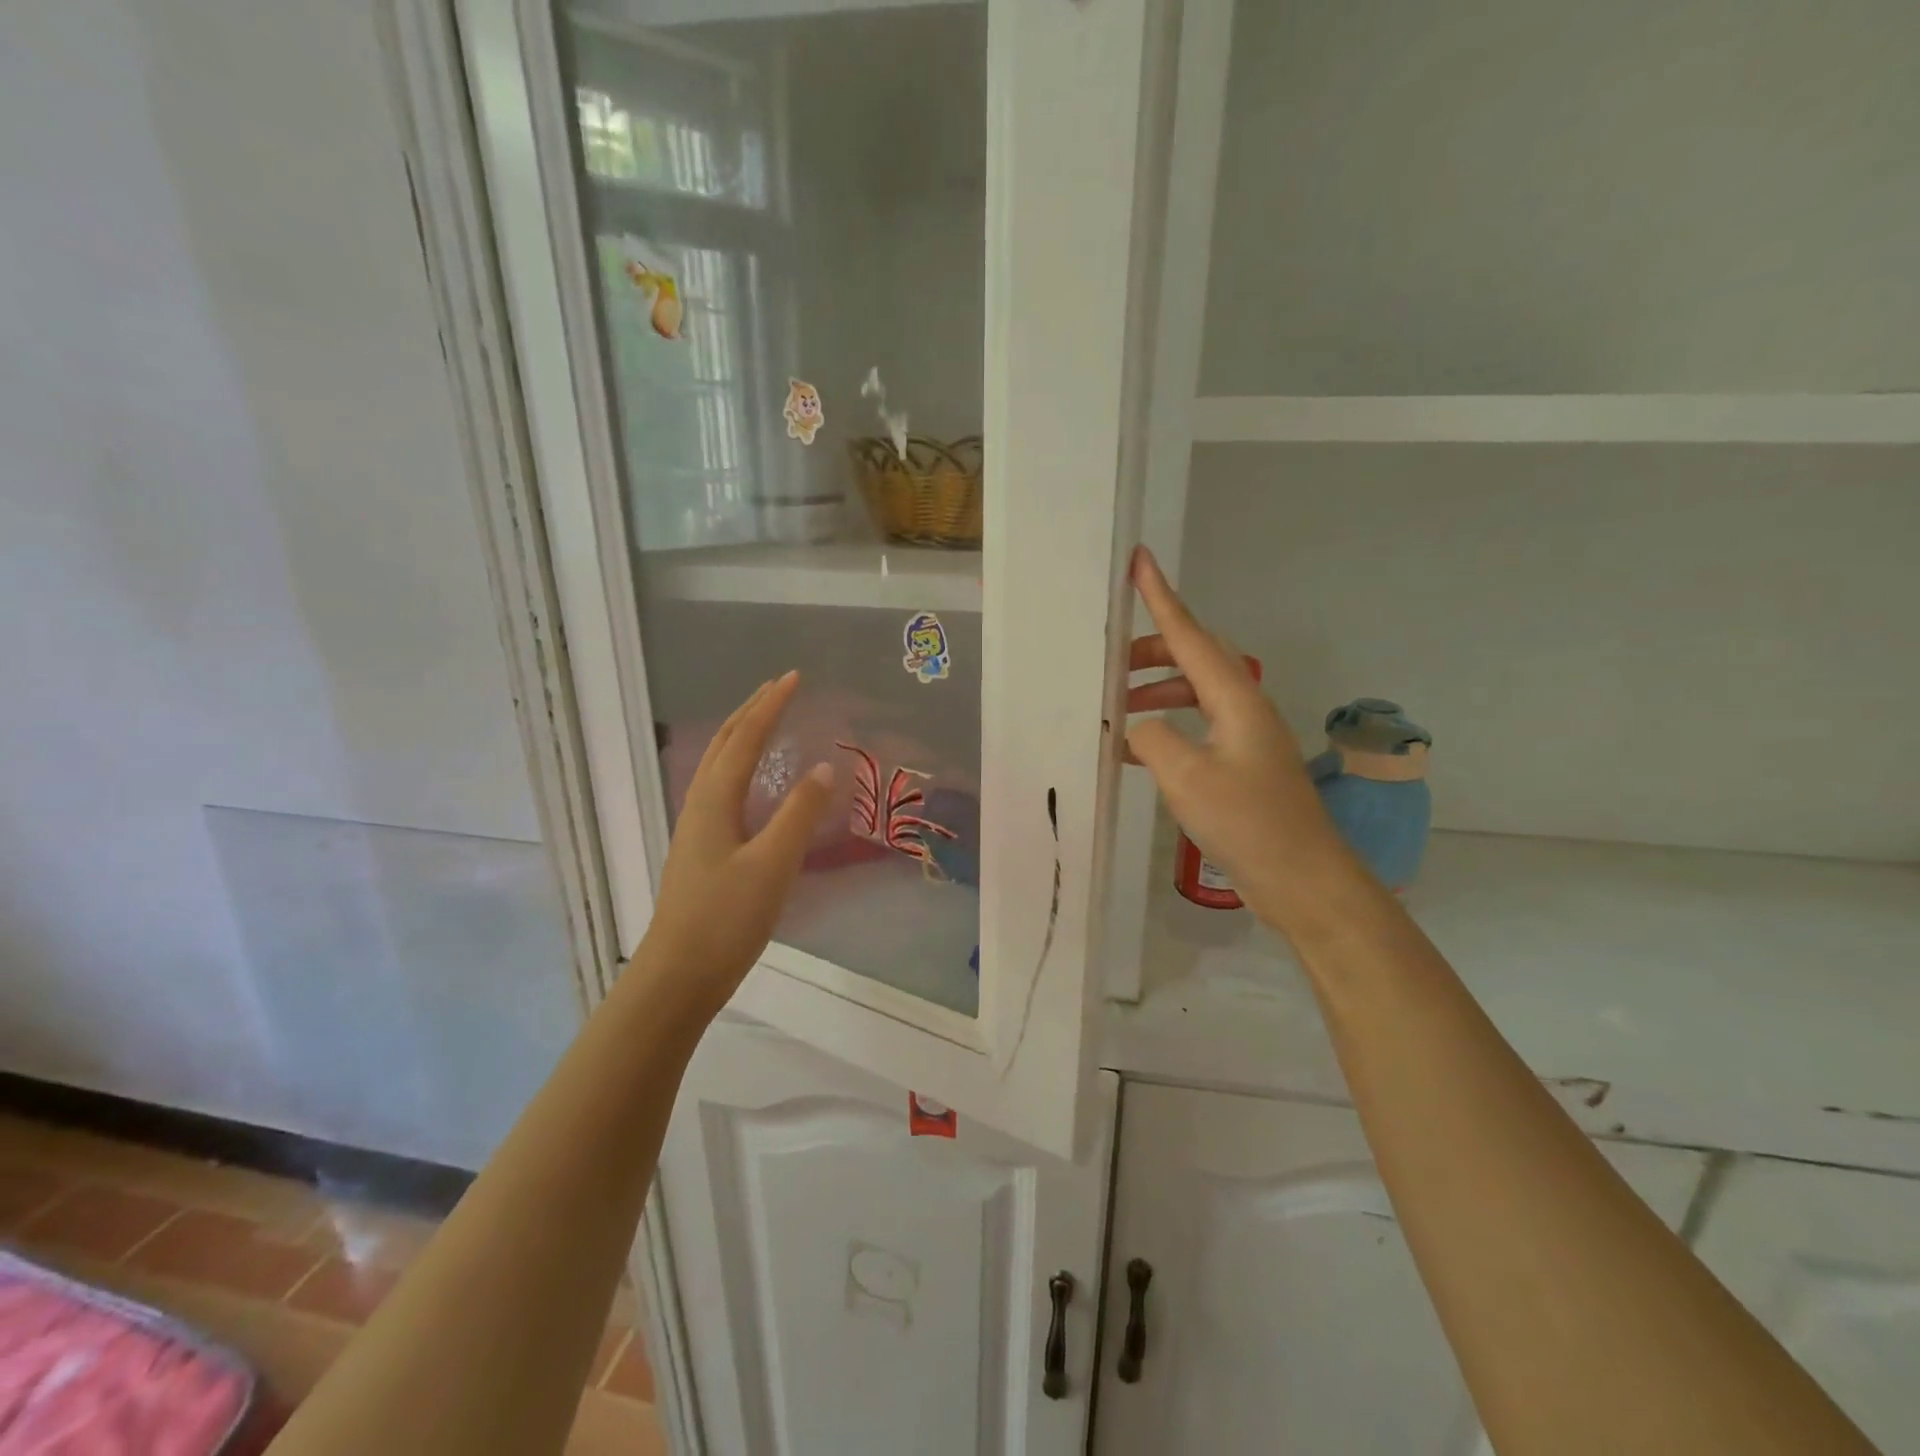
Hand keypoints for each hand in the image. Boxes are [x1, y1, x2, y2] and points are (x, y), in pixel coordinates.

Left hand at [634, 671, 833, 1017]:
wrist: (678, 975)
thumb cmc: (725, 919)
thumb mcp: (771, 865)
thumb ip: (798, 815)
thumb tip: (822, 768)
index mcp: (714, 801)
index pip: (745, 738)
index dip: (769, 705)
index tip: (793, 677)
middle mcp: (699, 805)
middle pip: (724, 744)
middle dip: (751, 710)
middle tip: (778, 687)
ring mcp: (696, 828)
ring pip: (718, 765)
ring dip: (742, 734)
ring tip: (765, 720)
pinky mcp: (701, 849)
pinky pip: (720, 788)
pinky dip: (739, 765)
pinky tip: (750, 782)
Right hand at [1124, 547, 1355, 928]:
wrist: (1302, 878)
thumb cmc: (1247, 822)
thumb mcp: (1186, 777)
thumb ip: (1151, 739)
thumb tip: (1137, 728)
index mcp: (1235, 698)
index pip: (1191, 635)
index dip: (1161, 598)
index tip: (1140, 561)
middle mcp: (1244, 707)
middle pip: (1194, 658)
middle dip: (1152, 651)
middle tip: (1112, 663)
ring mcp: (1246, 737)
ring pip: (1195, 693)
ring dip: (1157, 692)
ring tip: (1119, 708)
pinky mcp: (1243, 765)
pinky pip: (1197, 726)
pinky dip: (1167, 726)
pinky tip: (1141, 751)